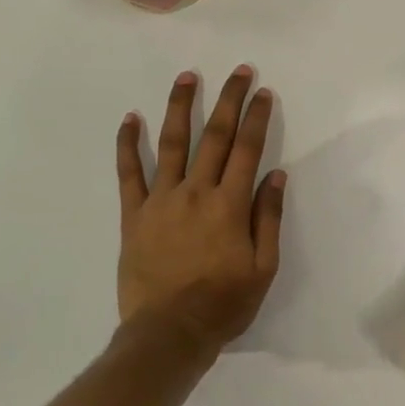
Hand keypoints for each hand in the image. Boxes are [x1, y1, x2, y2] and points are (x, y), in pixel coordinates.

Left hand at [115, 66, 286, 352]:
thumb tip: (276, 175)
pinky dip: (128, 144)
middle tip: (238, 70)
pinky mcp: (133, 215)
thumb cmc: (223, 305)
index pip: (247, 149)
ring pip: (171, 144)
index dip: (256, 117)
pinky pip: (129, 173)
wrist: (168, 335)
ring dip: (179, 107)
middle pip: (214, 136)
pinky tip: (130, 118)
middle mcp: (196, 192)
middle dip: (228, 100)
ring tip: (186, 77)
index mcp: (229, 205)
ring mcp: (160, 200)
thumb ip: (269, 218)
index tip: (262, 91)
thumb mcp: (263, 268)